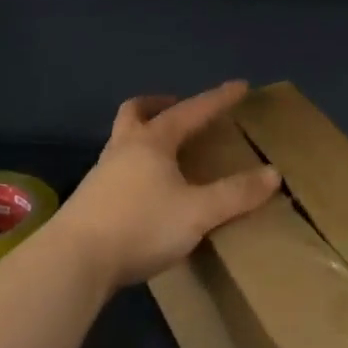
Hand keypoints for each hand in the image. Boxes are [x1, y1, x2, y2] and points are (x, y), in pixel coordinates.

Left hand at [51, 82, 279, 292]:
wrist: (75, 261)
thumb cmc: (141, 226)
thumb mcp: (198, 212)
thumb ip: (235, 194)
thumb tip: (272, 174)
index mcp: (152, 142)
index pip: (191, 111)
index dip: (218, 99)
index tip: (239, 87)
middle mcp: (123, 149)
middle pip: (136, 112)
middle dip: (160, 105)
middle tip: (178, 109)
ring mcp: (102, 173)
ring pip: (123, 140)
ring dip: (144, 136)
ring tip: (167, 153)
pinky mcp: (91, 200)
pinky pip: (117, 168)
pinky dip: (135, 165)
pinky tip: (146, 190)